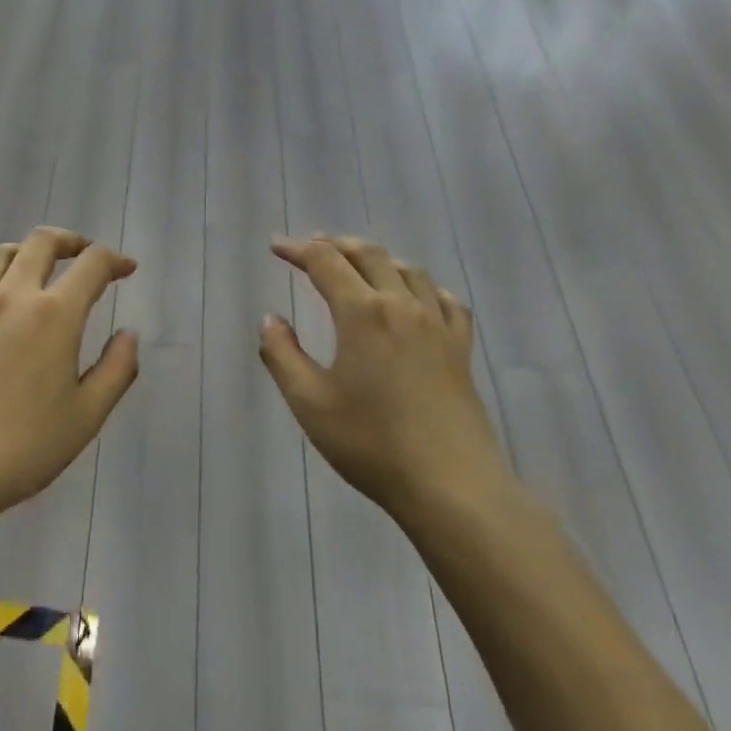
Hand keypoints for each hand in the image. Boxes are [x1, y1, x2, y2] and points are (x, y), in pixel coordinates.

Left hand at [0, 227, 138, 529]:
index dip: (114, 260)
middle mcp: (13, 296)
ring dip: (23, 250)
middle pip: (41, 242)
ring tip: (34, 267)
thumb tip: (129, 334)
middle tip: (83, 253)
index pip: (92, 265)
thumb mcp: (87, 417)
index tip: (126, 269)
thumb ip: (116, 370)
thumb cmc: (22, 448)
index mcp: (55, 314)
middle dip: (70, 240)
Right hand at [259, 235, 511, 526]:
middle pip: (369, 255)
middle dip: (336, 245)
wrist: (450, 484)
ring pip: (408, 270)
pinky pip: (445, 300)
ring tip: (358, 265)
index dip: (297, 250)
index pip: (325, 262)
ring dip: (378, 259)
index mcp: (362, 312)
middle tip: (311, 248)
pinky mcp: (460, 348)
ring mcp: (437, 324)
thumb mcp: (309, 402)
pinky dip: (423, 286)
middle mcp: (402, 305)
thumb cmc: (371, 443)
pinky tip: (417, 297)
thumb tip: (270, 320)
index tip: (276, 247)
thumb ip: (282, 355)